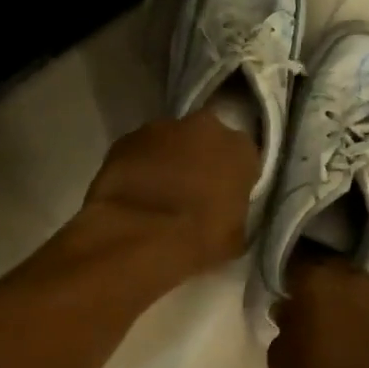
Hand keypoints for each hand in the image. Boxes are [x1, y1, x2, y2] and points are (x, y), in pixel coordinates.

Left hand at [82, 112, 259, 274]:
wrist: (138, 237)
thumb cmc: (198, 240)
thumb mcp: (235, 237)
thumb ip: (233, 212)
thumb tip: (223, 212)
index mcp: (240, 150)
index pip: (243, 159)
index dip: (233, 179)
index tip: (224, 199)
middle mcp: (205, 128)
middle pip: (206, 141)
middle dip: (200, 161)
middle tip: (192, 193)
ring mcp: (161, 128)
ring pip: (171, 142)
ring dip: (168, 161)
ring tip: (158, 195)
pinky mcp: (125, 139)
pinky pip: (139, 152)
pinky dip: (139, 167)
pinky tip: (134, 194)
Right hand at [268, 254, 368, 367]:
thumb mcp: (280, 359)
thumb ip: (284, 326)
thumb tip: (291, 312)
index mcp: (318, 280)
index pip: (296, 262)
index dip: (287, 277)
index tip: (282, 293)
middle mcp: (353, 280)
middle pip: (331, 270)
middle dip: (318, 284)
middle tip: (306, 309)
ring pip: (356, 289)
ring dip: (344, 301)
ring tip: (333, 329)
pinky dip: (364, 320)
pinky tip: (356, 345)